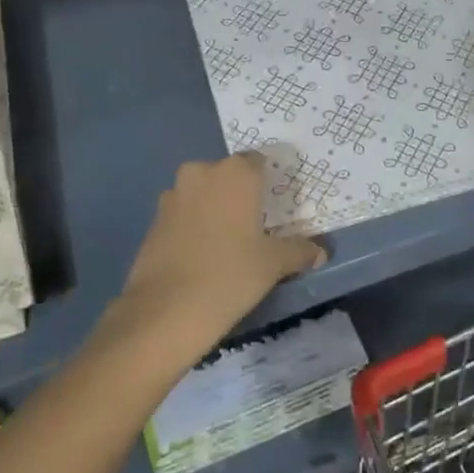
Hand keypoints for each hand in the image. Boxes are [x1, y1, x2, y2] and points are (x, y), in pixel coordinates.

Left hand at [104, 153, 326, 373]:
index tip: (276, 205)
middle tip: (254, 224)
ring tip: (227, 242)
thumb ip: (299, 251)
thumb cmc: (231, 274)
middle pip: (227, 175)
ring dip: (213, 209)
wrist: (166, 311)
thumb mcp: (274, 264)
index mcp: (236, 173)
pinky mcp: (153, 221)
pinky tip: (202, 255)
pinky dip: (193, 227)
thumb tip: (320, 252)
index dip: (268, 181)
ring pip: (202, 194)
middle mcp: (201, 173)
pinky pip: (182, 215)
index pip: (258, 162)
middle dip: (239, 194)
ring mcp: (172, 195)